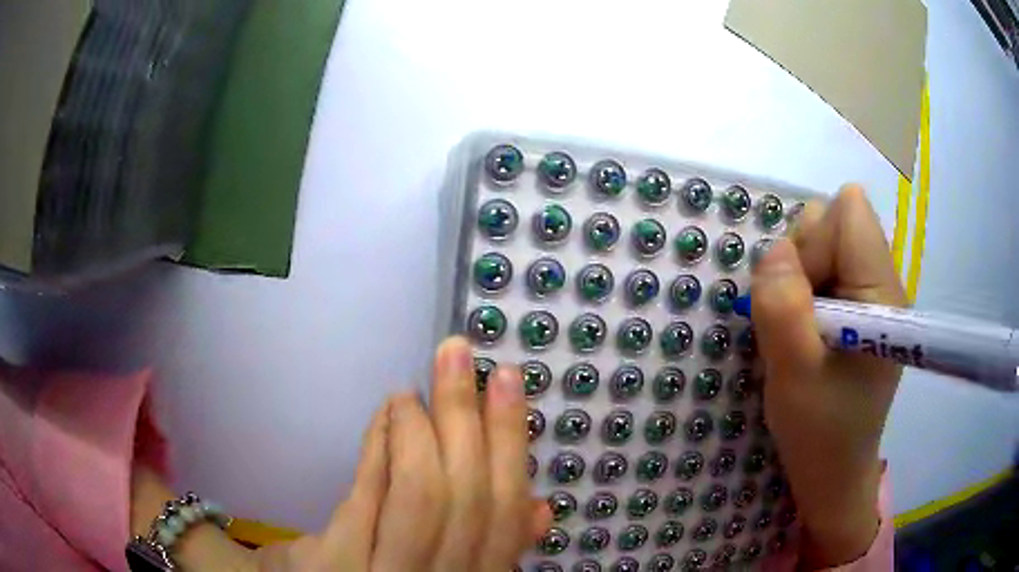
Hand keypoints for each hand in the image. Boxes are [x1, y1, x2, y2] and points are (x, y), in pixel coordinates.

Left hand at [254, 337, 550, 571]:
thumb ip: (497, 547)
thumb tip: (539, 505)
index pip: (504, 512)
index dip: (510, 443)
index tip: (507, 380)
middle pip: (467, 496)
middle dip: (465, 416)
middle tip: (456, 353)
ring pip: (420, 493)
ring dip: (418, 429)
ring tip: (411, 392)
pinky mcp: (338, 561)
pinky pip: (367, 493)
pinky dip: (380, 445)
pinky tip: (386, 414)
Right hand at [750, 186, 905, 567]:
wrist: (833, 469)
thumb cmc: (820, 430)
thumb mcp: (793, 374)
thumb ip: (782, 306)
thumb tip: (775, 250)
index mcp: (882, 293)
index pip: (849, 212)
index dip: (815, 241)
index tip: (801, 295)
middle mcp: (883, 281)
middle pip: (832, 222)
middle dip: (800, 260)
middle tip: (795, 320)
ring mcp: (871, 293)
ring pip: (822, 244)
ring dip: (797, 278)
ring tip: (798, 331)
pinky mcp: (859, 306)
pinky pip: (822, 269)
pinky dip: (801, 291)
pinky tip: (804, 332)